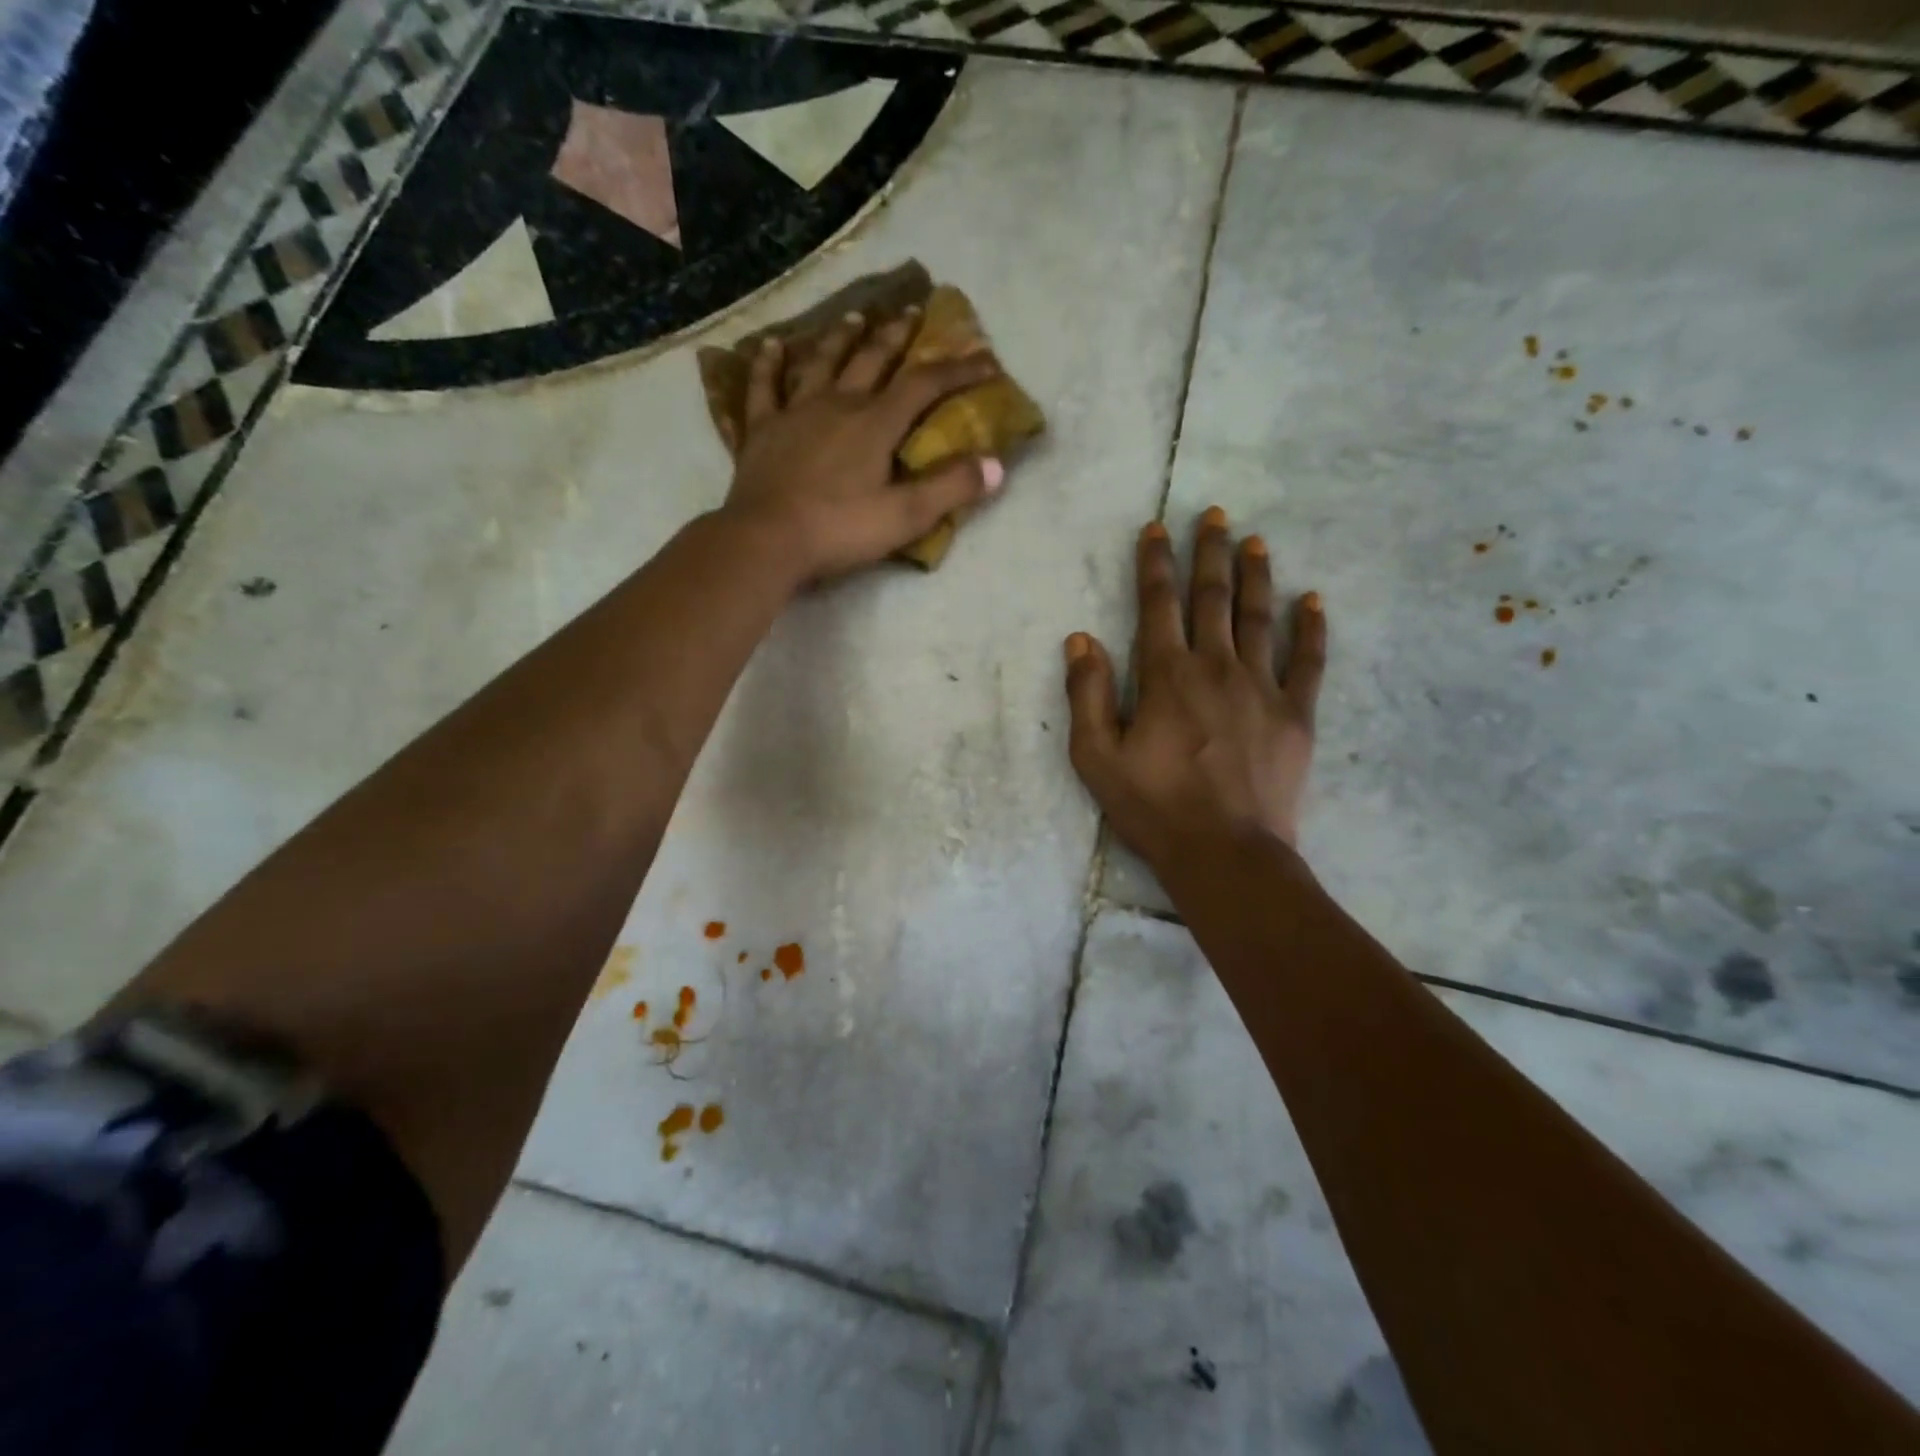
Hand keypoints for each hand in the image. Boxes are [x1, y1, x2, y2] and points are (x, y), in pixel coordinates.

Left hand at [721, 308, 1004, 581]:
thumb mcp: (905, 516)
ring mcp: (795, 413)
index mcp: (875, 423)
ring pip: (821, 363)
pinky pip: (763, 387)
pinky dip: (768, 364)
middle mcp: (837, 404)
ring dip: (840, 338)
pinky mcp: (761, 430)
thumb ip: (951, 488)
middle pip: (872, 359)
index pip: (924, 385)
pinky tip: (771, 346)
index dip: (958, 370)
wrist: (767, 541)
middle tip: (911, 314)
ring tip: (855, 318)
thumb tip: (996, 465)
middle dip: (897, 337)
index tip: (986, 361)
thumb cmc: (840, 530)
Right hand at [1063, 507, 1326, 866]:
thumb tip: (1081, 638)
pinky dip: (1309, 629)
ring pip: (1258, 618)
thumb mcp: (1096, 756)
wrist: (1225, 852)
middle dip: (1210, 553)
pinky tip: (1311, 601)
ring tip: (1256, 541)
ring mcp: (1262, 688)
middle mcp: (1215, 667)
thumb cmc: (1154, 806)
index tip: (1156, 528)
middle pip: (1213, 598)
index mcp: (1166, 675)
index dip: (1155, 563)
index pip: (1158, 604)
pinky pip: (1307, 662)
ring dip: (1256, 576)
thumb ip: (1087, 694)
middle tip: (1214, 515)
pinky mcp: (1295, 715)